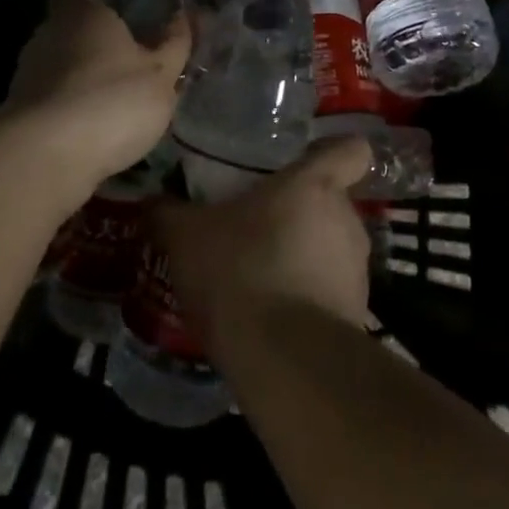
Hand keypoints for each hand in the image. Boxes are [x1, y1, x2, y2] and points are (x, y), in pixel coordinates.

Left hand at [3, 0, 189, 188]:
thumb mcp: (161, 74)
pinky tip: (94, 118)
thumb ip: (175, 43)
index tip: (126, 2)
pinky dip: (72, 99)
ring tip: (116, 90)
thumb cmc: (112, 101)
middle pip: (76, 24)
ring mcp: (29, 68)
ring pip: (64, 59)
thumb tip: (185, 15)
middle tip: (132, 50)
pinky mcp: (20, 105)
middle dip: (100, 36)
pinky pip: (55, 91)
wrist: (45, 158)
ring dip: (85, 71)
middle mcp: (50, 29)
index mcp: (85, 10)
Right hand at [151, 138, 374, 356]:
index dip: (334, 153)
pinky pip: (330, 292)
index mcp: (314, 184)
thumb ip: (168, 213)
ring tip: (258, 277)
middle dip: (299, 213)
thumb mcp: (186, 237)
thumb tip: (151, 202)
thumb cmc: (238, 271)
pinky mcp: (356, 313)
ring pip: (331, 248)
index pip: (351, 150)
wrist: (283, 358)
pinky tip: (272, 317)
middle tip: (257, 227)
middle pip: (331, 202)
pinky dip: (308, 299)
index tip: (305, 164)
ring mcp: (356, 269)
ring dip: (303, 257)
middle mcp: (346, 219)